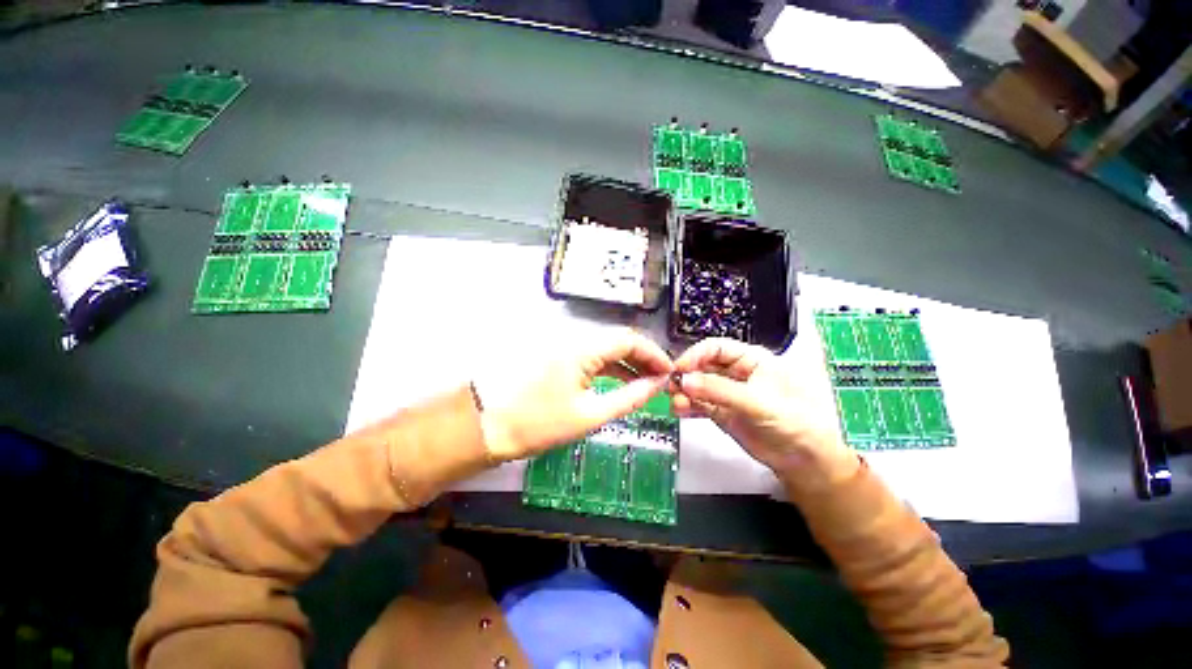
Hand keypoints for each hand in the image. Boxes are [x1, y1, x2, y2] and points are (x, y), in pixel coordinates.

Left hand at [477, 329, 673, 461]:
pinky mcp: (558, 358)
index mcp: (583, 349)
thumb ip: (628, 398)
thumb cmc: (539, 424)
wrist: (487, 426)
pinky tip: (622, 382)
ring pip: (606, 349)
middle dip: (643, 358)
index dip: (653, 353)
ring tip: (648, 383)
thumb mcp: (589, 415)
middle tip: (662, 380)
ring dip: (628, 363)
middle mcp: (575, 340)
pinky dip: (610, 368)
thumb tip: (657, 385)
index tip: (669, 372)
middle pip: (618, 341)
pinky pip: (592, 358)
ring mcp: (565, 348)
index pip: (629, 339)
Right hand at [672, 338, 858, 492]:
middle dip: (686, 375)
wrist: (805, 461)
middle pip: (703, 366)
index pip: (716, 348)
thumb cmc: (794, 422)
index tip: (678, 368)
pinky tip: (679, 411)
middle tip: (670, 387)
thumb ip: (719, 390)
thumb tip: (684, 380)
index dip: (695, 355)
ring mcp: (728, 393)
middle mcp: (737, 373)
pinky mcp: (722, 412)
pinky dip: (688, 406)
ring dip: (684, 392)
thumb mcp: (757, 402)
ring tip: (675, 403)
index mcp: (751, 359)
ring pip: (699, 386)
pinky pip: (700, 404)